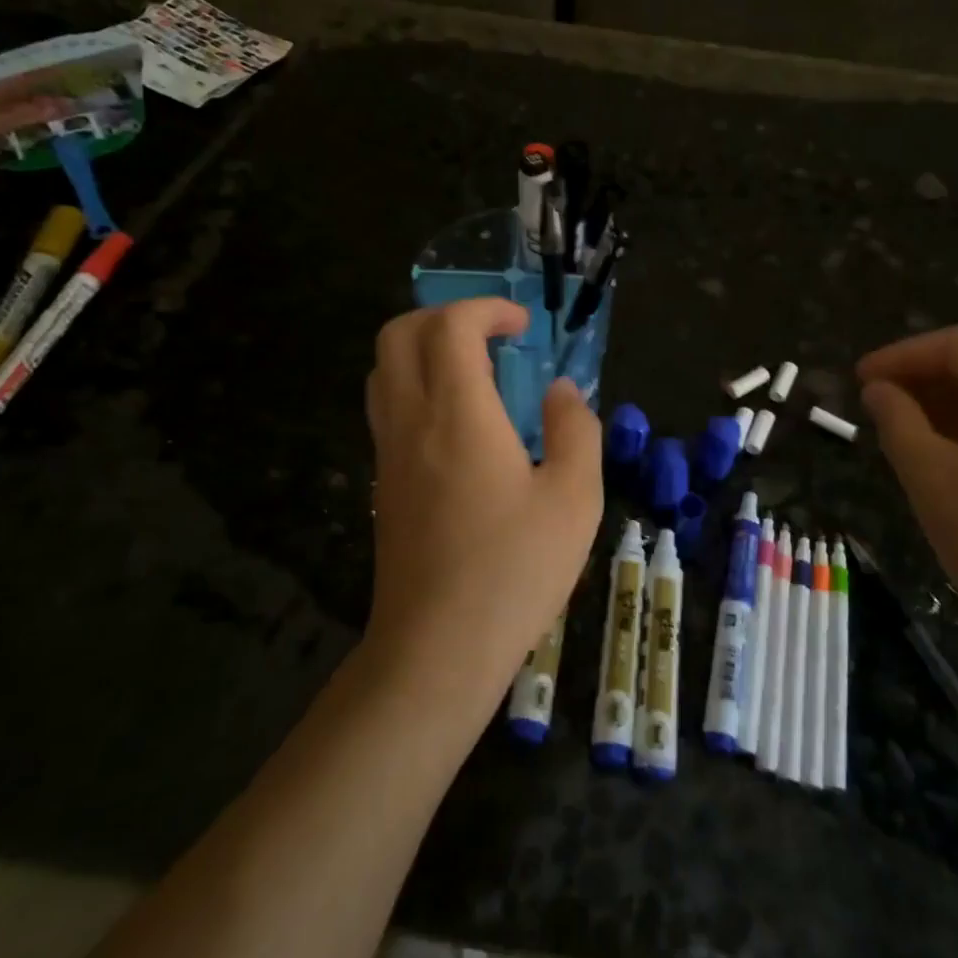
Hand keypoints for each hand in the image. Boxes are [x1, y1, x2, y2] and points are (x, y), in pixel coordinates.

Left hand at [364, 299, 602, 719]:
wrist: (437, 648)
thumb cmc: (514, 570)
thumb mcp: (574, 498)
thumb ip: (575, 430)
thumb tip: (562, 391)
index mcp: (458, 415)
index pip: (450, 326)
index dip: (486, 309)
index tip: (523, 326)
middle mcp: (411, 421)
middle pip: (398, 334)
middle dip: (444, 317)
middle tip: (492, 338)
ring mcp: (388, 453)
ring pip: (384, 370)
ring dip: (425, 351)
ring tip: (477, 376)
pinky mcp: (382, 484)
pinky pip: (386, 408)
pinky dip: (417, 388)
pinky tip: (461, 427)